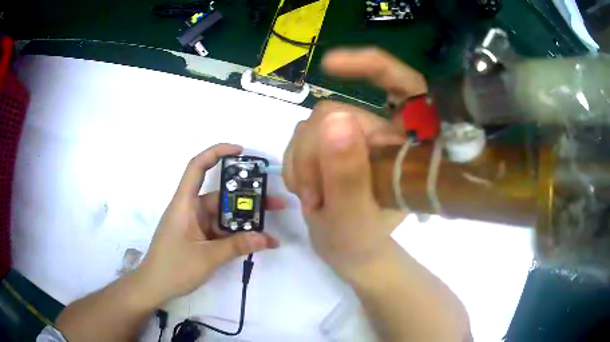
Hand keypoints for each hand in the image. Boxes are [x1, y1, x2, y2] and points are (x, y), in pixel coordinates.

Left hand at [135, 144, 284, 303]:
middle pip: (221, 196)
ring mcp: (196, 225)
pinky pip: (222, 231)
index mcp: (185, 204)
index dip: (217, 153)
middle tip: (276, 203)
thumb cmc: (173, 268)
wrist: (155, 287)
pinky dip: (238, 236)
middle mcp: (191, 209)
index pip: (197, 167)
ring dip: (246, 222)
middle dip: (248, 199)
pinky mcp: (200, 238)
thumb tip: (267, 238)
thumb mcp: (207, 257)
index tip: (240, 151)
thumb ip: (236, 246)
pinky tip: (257, 243)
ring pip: (224, 216)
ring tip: (271, 229)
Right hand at [283, 48, 426, 272]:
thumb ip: (348, 174)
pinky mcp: (334, 143)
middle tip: (313, 196)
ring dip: (303, 162)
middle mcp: (384, 133)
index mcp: (408, 146)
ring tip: (312, 199)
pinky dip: (297, 163)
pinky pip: (302, 135)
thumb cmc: (361, 243)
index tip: (332, 66)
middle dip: (315, 153)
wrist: (348, 253)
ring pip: (315, 124)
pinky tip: (305, 189)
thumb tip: (335, 119)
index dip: (374, 66)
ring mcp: (357, 137)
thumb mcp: (354, 217)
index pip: (405, 86)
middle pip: (339, 112)